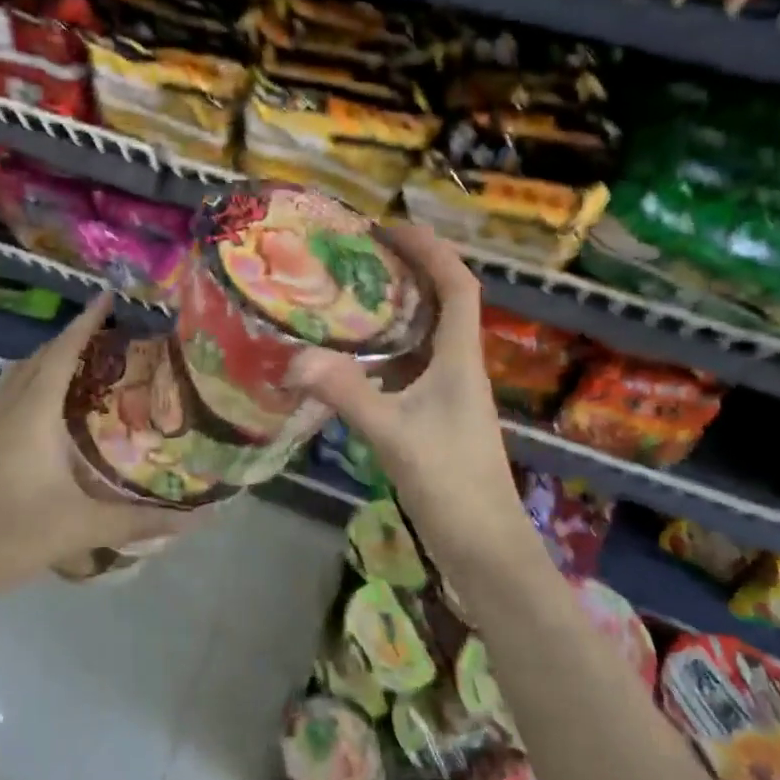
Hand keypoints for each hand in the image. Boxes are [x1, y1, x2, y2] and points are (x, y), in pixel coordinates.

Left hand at [0, 292, 195, 605]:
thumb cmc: (11, 536)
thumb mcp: (82, 528)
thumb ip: (140, 521)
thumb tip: (199, 519)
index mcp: (31, 413)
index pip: (62, 352)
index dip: (86, 322)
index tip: (109, 296)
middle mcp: (5, 405)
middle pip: (40, 356)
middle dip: (73, 336)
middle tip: (111, 332)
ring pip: (19, 372)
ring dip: (49, 357)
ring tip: (85, 361)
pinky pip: (6, 390)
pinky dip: (31, 378)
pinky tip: (46, 405)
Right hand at [291, 226, 534, 575]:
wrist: (486, 551)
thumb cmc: (453, 485)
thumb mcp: (395, 435)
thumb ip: (346, 393)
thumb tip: (293, 358)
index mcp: (460, 359)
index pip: (458, 285)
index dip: (431, 250)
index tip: (391, 228)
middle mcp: (457, 367)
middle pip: (441, 302)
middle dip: (408, 270)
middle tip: (358, 255)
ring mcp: (446, 394)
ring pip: (422, 335)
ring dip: (394, 309)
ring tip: (346, 295)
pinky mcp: (433, 417)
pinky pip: (406, 367)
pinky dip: (381, 352)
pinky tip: (347, 359)